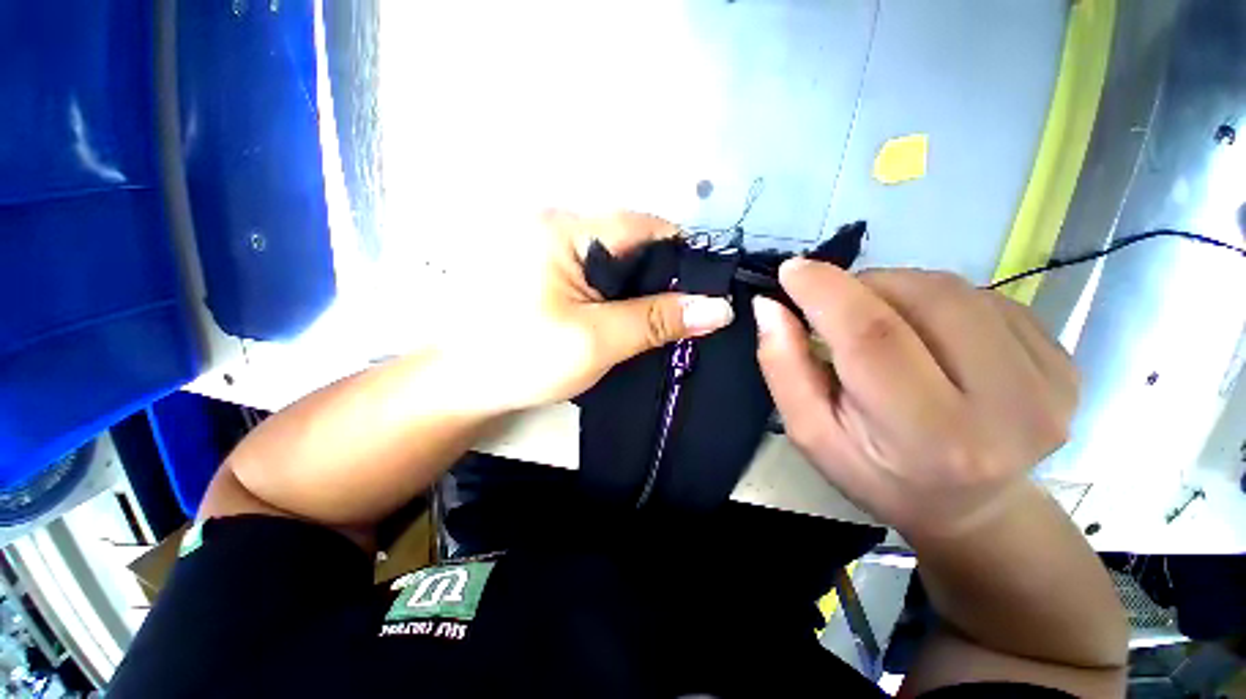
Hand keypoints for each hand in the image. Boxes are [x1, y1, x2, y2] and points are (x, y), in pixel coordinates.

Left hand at [438, 211, 733, 412]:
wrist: (459, 385)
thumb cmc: (522, 359)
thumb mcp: (597, 340)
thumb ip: (657, 321)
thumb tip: (718, 308)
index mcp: (564, 229)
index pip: (644, 227)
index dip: (682, 255)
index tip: (708, 290)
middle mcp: (556, 226)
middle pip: (630, 242)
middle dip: (663, 276)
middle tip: (689, 311)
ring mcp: (547, 247)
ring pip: (615, 261)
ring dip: (641, 288)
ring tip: (665, 318)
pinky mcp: (545, 271)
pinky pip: (595, 274)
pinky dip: (618, 293)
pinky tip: (630, 315)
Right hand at [753, 261, 1078, 539]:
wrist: (971, 507)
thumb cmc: (876, 473)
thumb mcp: (809, 432)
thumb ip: (783, 367)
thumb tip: (770, 305)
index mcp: (927, 436)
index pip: (873, 338)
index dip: (827, 292)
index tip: (793, 270)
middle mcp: (1005, 407)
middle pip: (924, 299)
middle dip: (864, 285)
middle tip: (835, 304)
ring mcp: (1048, 380)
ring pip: (955, 289)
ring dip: (899, 289)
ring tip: (879, 320)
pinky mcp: (1064, 360)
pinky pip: (986, 297)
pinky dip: (938, 299)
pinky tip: (926, 332)